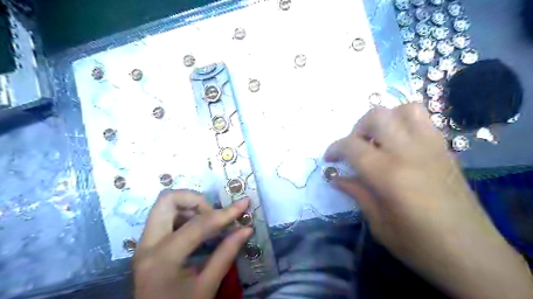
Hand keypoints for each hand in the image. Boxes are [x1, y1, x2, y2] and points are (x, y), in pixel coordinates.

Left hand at [132, 191, 250, 298]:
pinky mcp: (147, 243)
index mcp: (164, 258)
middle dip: (196, 200)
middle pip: (168, 199)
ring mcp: (144, 242)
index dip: (225, 213)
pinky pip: (164, 215)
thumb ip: (226, 254)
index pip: (198, 224)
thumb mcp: (207, 286)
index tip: (243, 204)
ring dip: (190, 206)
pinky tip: (198, 229)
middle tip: (214, 214)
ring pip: (165, 204)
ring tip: (208, 223)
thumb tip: (246, 229)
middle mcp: (148, 244)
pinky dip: (184, 214)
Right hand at [325, 103, 532, 298]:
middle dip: (358, 127)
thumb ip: (356, 193)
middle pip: (378, 116)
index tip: (330, 159)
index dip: (335, 148)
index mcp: (389, 175)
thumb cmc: (419, 245)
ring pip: (405, 109)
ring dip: (385, 119)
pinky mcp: (445, 150)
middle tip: (355, 147)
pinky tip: (399, 143)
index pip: (353, 145)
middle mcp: (410, 153)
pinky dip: (405, 122)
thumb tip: (336, 178)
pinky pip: (424, 120)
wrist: (471, 254)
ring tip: (378, 139)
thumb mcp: (379, 223)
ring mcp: (432, 148)